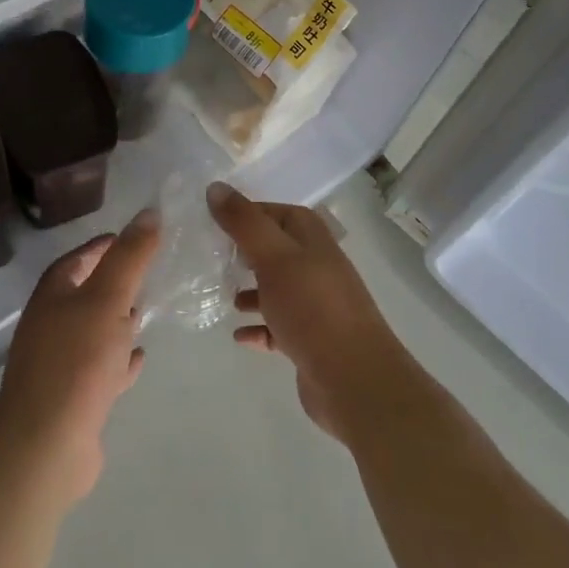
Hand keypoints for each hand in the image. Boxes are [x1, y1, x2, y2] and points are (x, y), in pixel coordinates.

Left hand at [0, 209, 160, 505]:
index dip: (102, 245)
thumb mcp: (108, 299)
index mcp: (52, 296)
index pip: (77, 258)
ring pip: (92, 332)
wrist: (45, 446)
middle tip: (147, 273)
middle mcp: (50, 325)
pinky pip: (99, 369)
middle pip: (83, 294)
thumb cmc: (76, 361)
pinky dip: (118, 360)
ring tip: (146, 312)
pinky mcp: (71, 399)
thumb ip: (129, 257)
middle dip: (112, 282)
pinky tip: (139, 359)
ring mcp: (58, 364)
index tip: (133, 237)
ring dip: (116, 321)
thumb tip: (148, 212)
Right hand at [208, 182, 410, 441]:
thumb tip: (215, 188)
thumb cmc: (312, 308)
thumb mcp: (274, 257)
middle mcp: (317, 266)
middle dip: (246, 252)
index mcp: (312, 239)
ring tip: (224, 296)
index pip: (277, 212)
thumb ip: (244, 223)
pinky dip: (259, 327)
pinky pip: (278, 326)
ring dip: (252, 290)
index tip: (215, 221)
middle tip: (214, 257)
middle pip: (277, 249)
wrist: (354, 379)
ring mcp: (316, 304)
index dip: (248, 213)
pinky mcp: (311, 340)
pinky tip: (239, 335)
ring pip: (277, 288)